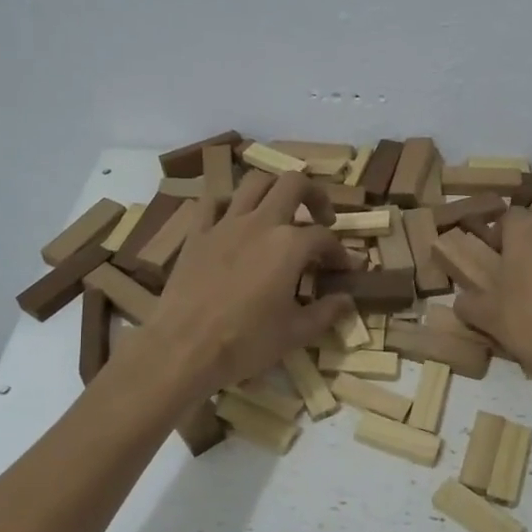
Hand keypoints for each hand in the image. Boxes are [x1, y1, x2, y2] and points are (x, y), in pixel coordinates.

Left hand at [141, 169, 354, 398]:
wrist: (184, 348)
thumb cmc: (246, 342)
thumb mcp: (296, 333)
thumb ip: (327, 312)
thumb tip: (348, 300)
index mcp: (290, 245)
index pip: (325, 237)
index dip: (339, 252)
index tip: (343, 270)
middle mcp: (261, 223)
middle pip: (294, 184)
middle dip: (315, 195)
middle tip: (321, 218)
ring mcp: (225, 224)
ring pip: (254, 183)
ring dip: (274, 189)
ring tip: (281, 210)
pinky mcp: (197, 233)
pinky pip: (212, 202)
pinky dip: (228, 203)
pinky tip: (235, 219)